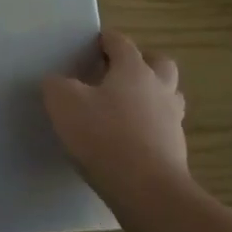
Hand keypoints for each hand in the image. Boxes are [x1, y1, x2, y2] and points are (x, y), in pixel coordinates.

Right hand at [42, 30, 189, 199]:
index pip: (122, 43)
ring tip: (123, 108)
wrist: (146, 191)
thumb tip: (57, 82)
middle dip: (141, 63)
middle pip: (159, 64)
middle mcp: (159, 89)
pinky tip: (127, 140)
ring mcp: (172, 121)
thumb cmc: (104, 136)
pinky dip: (148, 127)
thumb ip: (56, 85)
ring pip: (167, 96)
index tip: (91, 45)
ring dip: (150, 96)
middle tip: (116, 74)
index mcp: (134, 70)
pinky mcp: (176, 150)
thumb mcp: (63, 103)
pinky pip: (163, 128)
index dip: (105, 40)